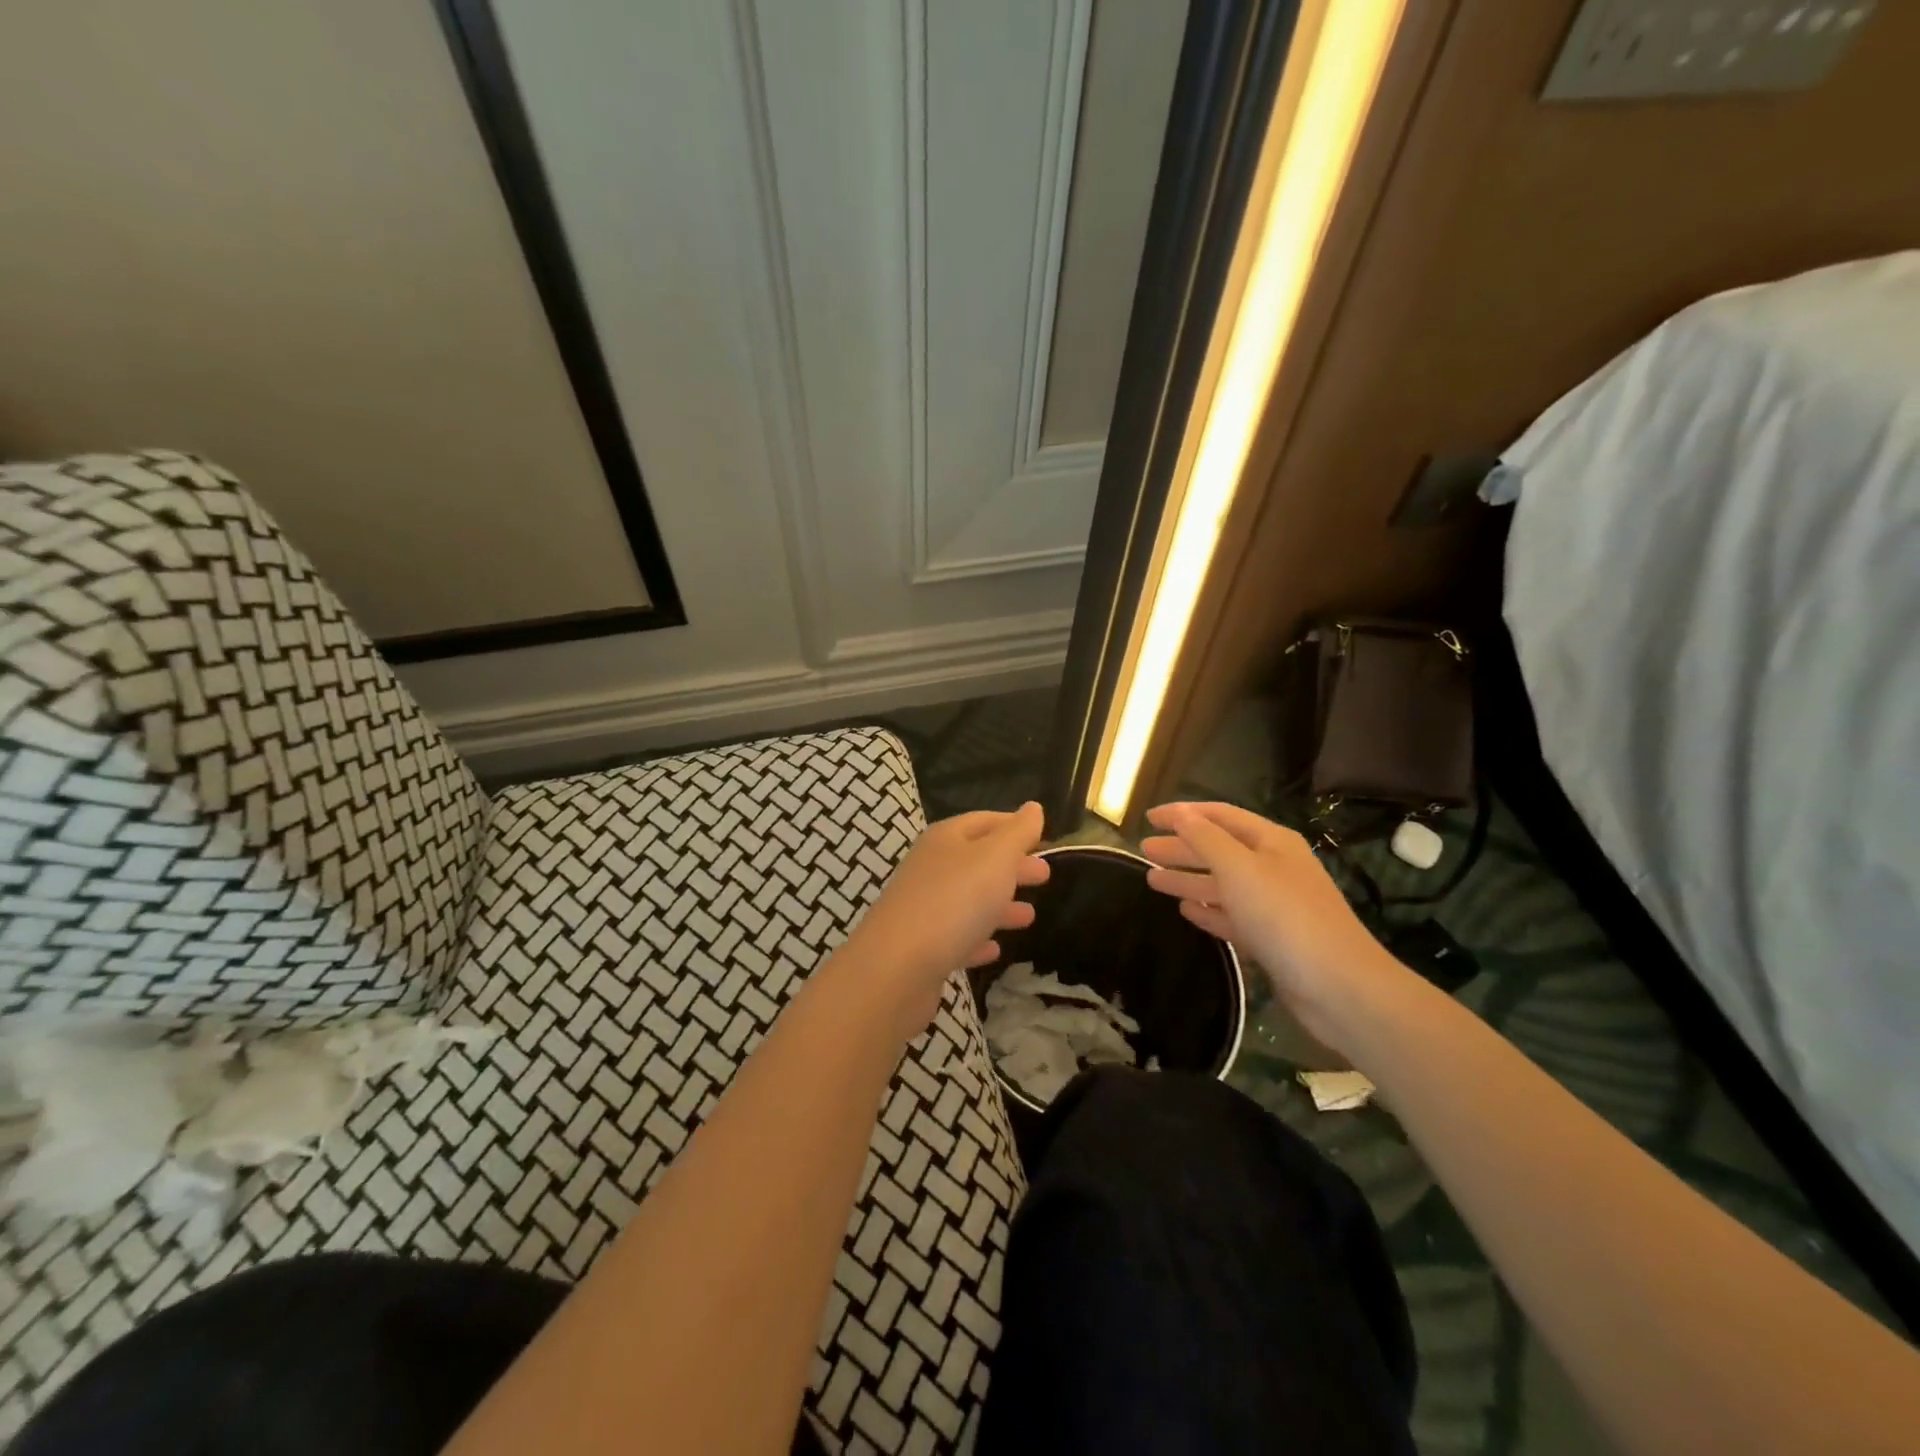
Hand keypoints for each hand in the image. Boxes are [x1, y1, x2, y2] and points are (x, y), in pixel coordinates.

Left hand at [843, 803, 1050, 1033]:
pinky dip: (977, 938)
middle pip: (977, 860)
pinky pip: (956, 937)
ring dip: (999, 905)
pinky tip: (994, 949)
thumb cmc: (954, 900)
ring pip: (968, 899)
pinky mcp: (921, 947)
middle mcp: (930, 867)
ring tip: (1029, 916)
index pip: (983, 821)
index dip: (1012, 825)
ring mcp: (922, 907)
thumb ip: (1017, 833)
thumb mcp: (995, 858)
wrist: (898, 966)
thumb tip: (1033, 808)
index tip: (1042, 836)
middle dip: (1011, 866)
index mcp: (945, 839)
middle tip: (1045, 876)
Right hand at [1141, 802, 1410, 1052]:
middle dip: (1182, 847)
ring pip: (1222, 885)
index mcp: (1271, 842)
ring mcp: (1274, 906)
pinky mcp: (1272, 940)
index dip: (1182, 814)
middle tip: (1144, 851)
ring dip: (1188, 879)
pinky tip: (1185, 911)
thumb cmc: (1285, 916)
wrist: (1338, 987)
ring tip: (1152, 880)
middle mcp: (1273, 868)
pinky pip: (1231, 916)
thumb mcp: (1240, 868)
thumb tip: (1180, 813)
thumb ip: (1206, 838)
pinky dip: (1207, 910)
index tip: (1148, 818)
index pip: (1219, 816)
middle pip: (1219, 850)